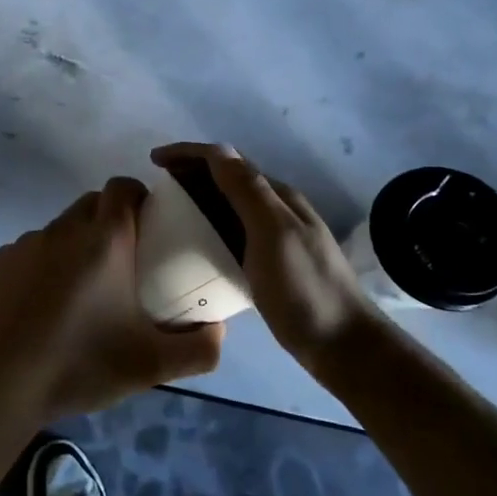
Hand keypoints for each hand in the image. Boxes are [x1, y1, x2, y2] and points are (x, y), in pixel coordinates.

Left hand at [0, 178, 224, 423]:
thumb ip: (199, 349)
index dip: (139, 197)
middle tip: (126, 263)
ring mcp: (25, 244)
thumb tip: (218, 330)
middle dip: (111, 221)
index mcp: (103, 238)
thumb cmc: (79, 363)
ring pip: (61, 229)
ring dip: (77, 246)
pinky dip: (45, 267)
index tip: (151, 227)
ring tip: (84, 293)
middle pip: (93, 204)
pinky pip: (32, 252)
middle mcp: (63, 229)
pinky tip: (45, 309)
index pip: (123, 187)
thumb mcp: (151, 365)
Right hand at [151, 143, 378, 369]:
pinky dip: (208, 227)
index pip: (226, 161)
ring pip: (228, 206)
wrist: (343, 346)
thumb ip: (247, 191)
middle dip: (189, 173)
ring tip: (165, 211)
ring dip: (197, 199)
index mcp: (277, 197)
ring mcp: (275, 237)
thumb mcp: (274, 234)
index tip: (153, 161)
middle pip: (226, 179)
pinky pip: (231, 233)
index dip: (189, 154)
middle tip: (155, 188)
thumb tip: (217, 150)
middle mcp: (276, 209)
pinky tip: (193, 244)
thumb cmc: (305, 288)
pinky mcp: (270, 263)